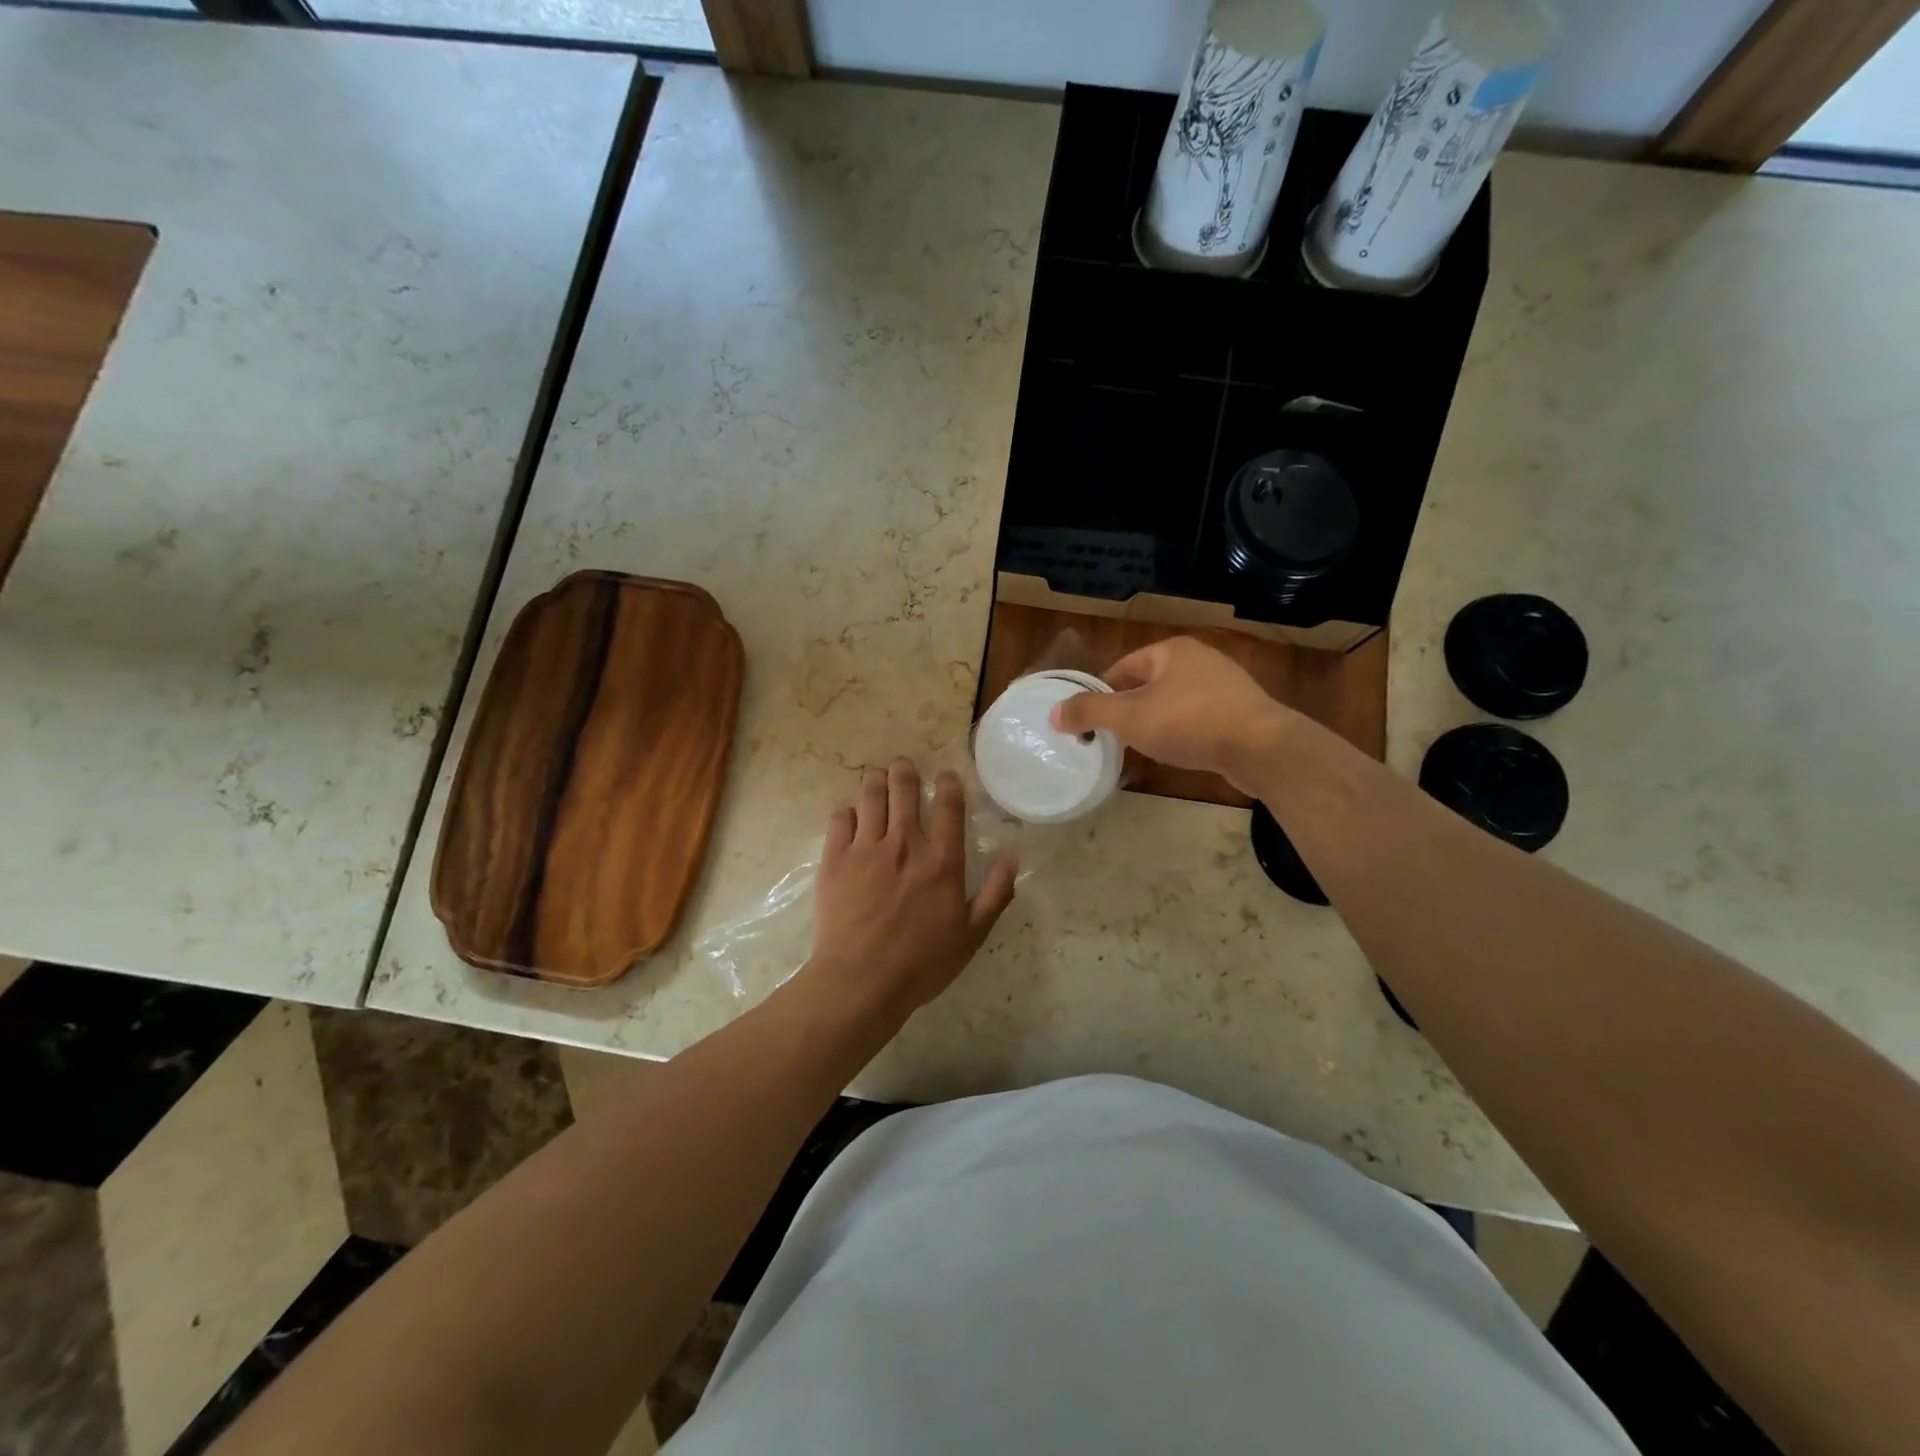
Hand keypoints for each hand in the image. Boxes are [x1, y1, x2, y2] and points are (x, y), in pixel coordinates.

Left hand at [805, 759, 1016, 1025]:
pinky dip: (847, 810)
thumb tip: (1012, 857)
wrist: (861, 981)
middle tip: (903, 765)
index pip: (948, 806)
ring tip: (877, 774)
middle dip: (904, 770)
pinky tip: (850, 812)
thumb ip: (995, 894)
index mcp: (941, 860)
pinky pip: (840, 820)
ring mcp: (866, 848)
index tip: (945, 774)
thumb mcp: (971, 935)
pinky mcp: (835, 859)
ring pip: (870, 796)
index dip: (948, 783)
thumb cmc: (921, 963)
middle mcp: (904, 843)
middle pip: (904, 789)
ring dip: (875, 779)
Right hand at [1051, 637, 1298, 794]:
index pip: (1122, 668)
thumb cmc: (1189, 722)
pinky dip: (1183, 734)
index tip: (1090, 723)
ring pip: (1174, 703)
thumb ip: (1089, 712)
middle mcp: (1199, 660)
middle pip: (1148, 685)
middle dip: (1128, 711)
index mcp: (1171, 651)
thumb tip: (1054, 713)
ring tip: (1141, 749)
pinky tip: (1178, 754)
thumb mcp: (1129, 717)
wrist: (1261, 747)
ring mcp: (1225, 685)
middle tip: (1112, 739)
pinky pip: (1199, 719)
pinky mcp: (1241, 712)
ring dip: (1155, 724)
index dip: (1101, 695)